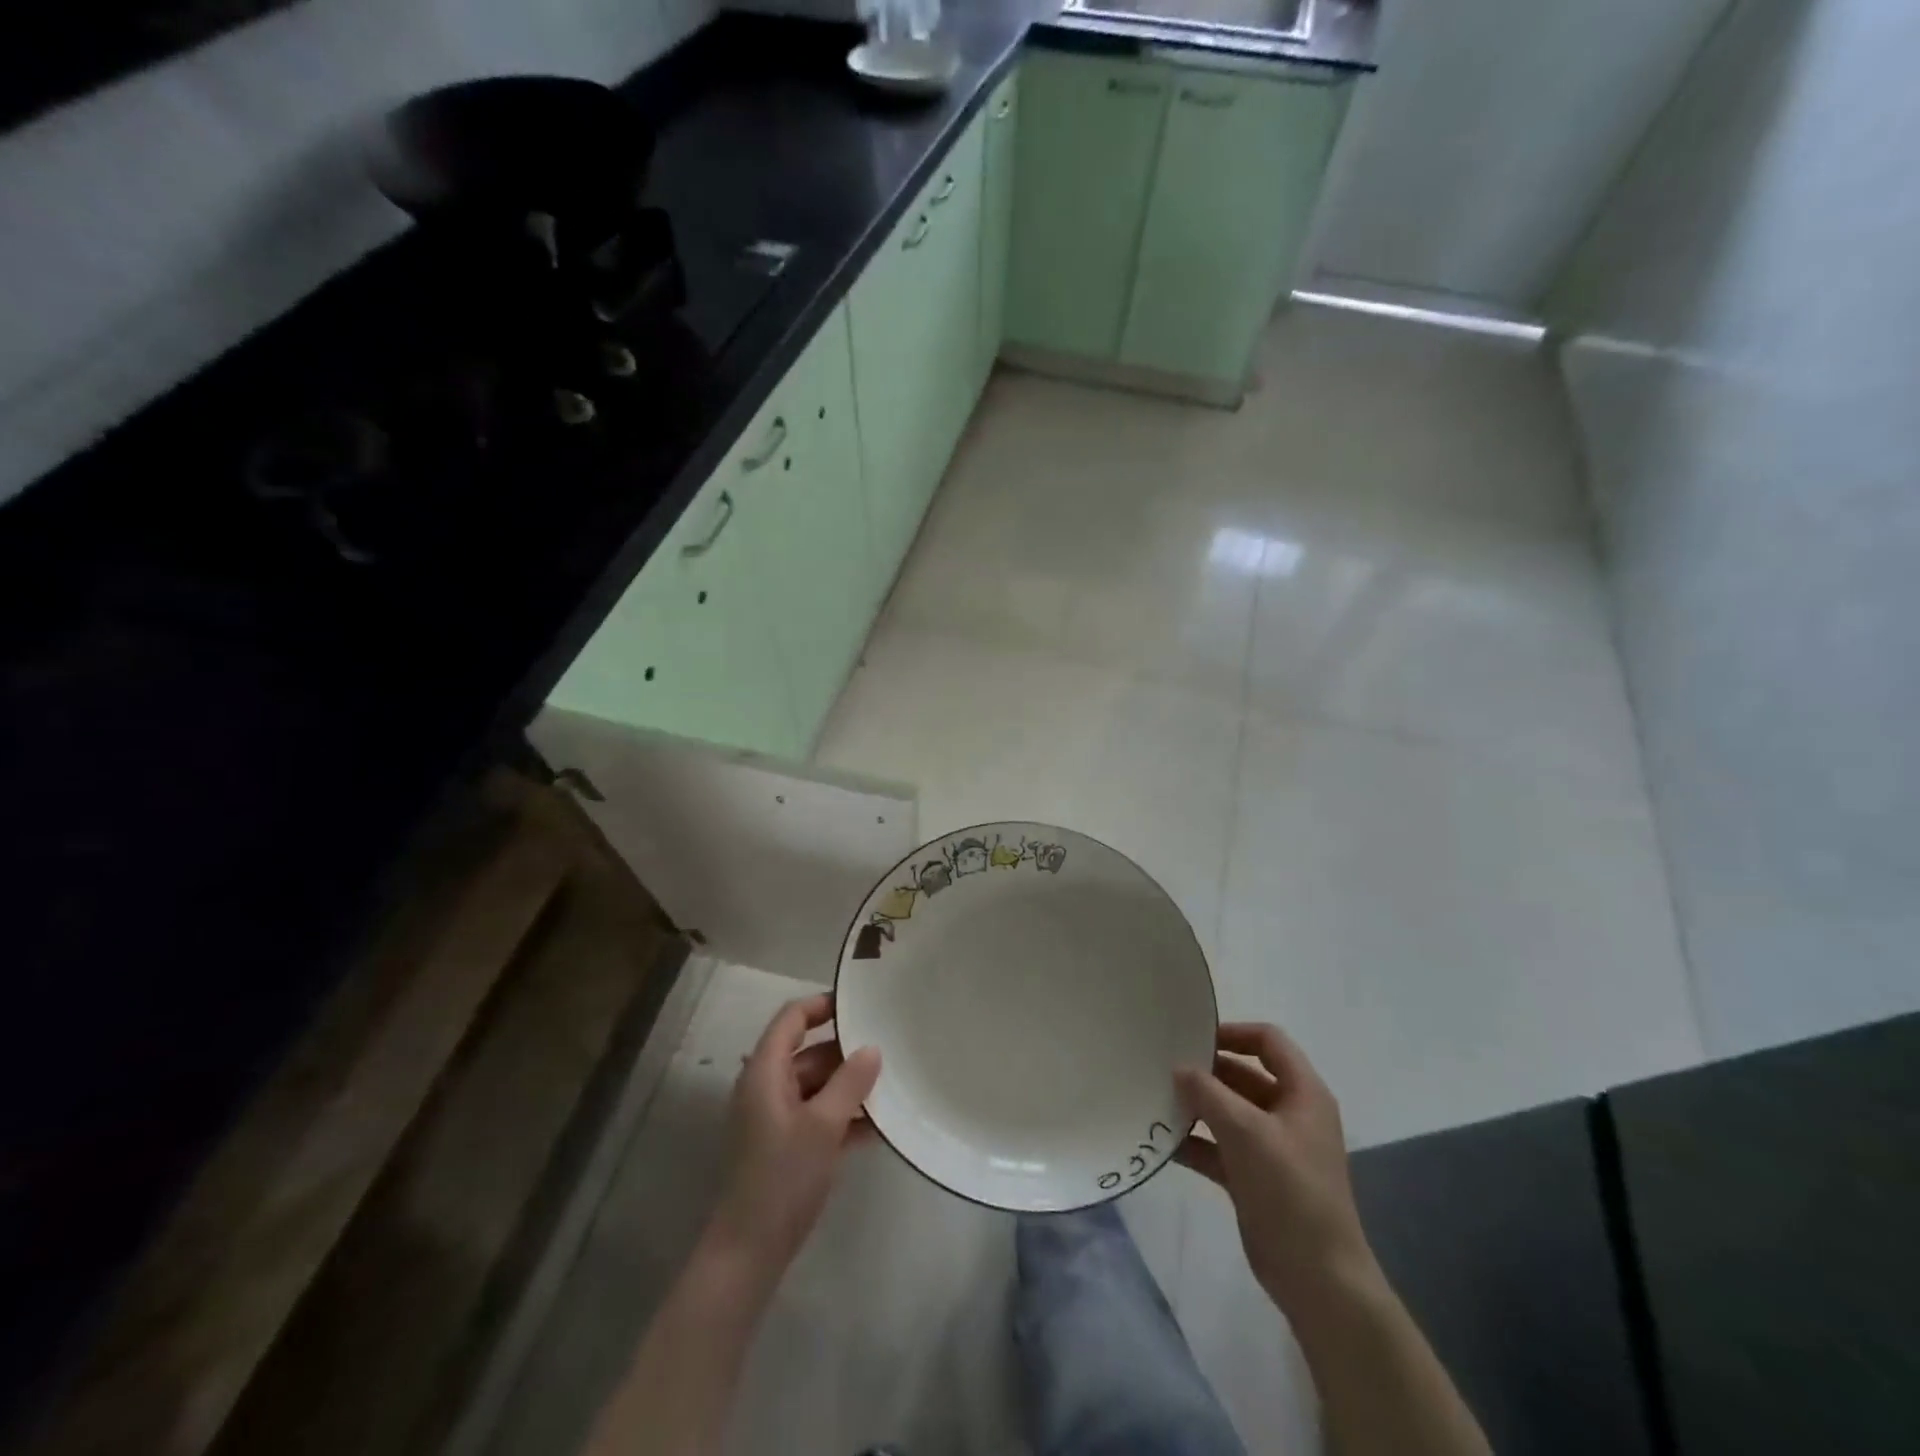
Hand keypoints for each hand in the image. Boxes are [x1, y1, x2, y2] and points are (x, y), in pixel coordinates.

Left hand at [704, 993, 880, 1277]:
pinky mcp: (785, 1146)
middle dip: (847, 1053)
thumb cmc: (783, 1177)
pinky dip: (844, 1116)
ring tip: (892, 1086)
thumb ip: (850, 1082)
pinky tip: (879, 1126)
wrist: (749, 1252)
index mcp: (765, 1072)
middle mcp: (767, 1087)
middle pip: (809, 1053)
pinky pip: (818, 1115)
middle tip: (889, 1049)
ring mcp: (775, 1118)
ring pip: (817, 1086)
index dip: (822, 1005)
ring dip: (850, 1087)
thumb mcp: (823, 1125)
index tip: (860, 1004)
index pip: (792, 1019)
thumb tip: (872, 1048)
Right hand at [1175, 1022, 1380, 1318]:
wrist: (1319, 1279)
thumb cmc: (1291, 1191)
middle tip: (1162, 1066)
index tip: (1193, 1037)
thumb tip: (1179, 1069)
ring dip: (1196, 1106)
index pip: (1268, 1041)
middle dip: (1206, 1072)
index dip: (1233, 1032)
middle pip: (1244, 1075)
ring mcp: (1271, 1148)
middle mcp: (1289, 1114)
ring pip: (1228, 1112)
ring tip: (1155, 1098)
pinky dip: (1194, 1142)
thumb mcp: (1247, 1132)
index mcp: (1302, 1094)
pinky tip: (1162, 1141)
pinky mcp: (1254, 1177)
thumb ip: (1209, 1094)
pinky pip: (1219, 1147)